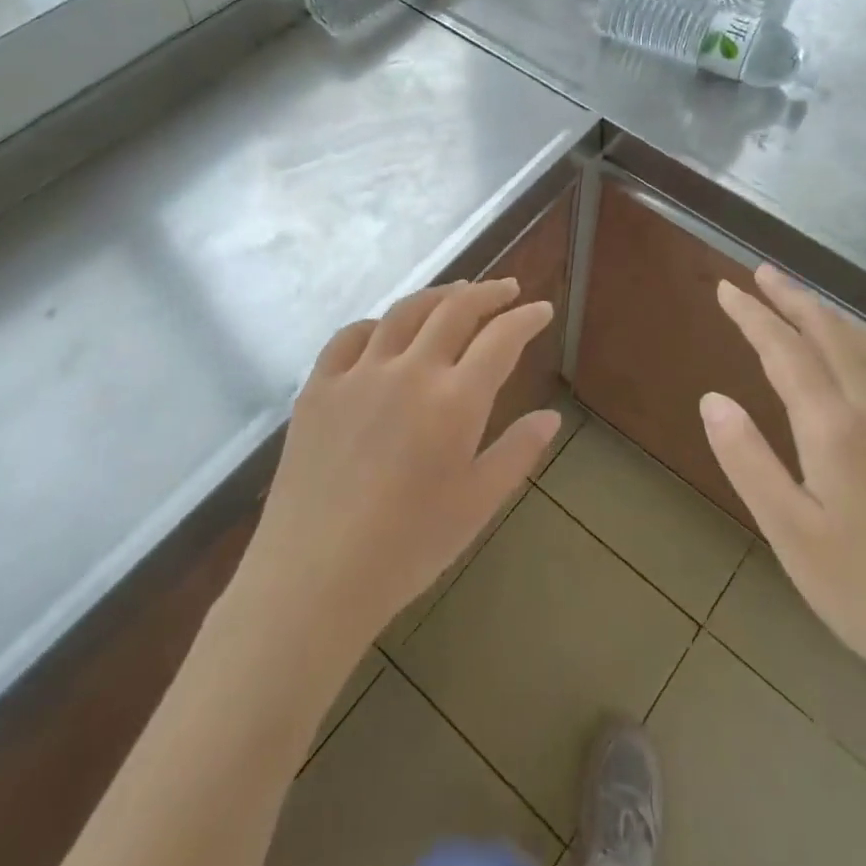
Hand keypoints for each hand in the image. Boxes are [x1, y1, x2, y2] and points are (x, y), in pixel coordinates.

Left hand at [242, 279, 560, 649]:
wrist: (315, 576)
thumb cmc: (409, 546)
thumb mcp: (478, 503)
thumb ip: (518, 452)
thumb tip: (550, 416)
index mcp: (455, 401)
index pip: (501, 339)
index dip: (526, 318)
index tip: (541, 309)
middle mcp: (409, 371)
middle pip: (454, 310)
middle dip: (487, 293)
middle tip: (506, 290)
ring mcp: (359, 374)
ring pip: (403, 312)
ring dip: (437, 296)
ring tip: (455, 294)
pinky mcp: (319, 387)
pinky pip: (349, 337)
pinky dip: (377, 324)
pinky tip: (385, 332)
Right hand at [703, 265, 865, 697]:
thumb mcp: (790, 535)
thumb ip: (747, 460)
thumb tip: (712, 399)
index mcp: (836, 428)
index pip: (785, 351)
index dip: (753, 316)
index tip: (727, 289)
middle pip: (831, 333)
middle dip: (793, 298)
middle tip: (762, 273)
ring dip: (831, 314)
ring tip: (803, 299)